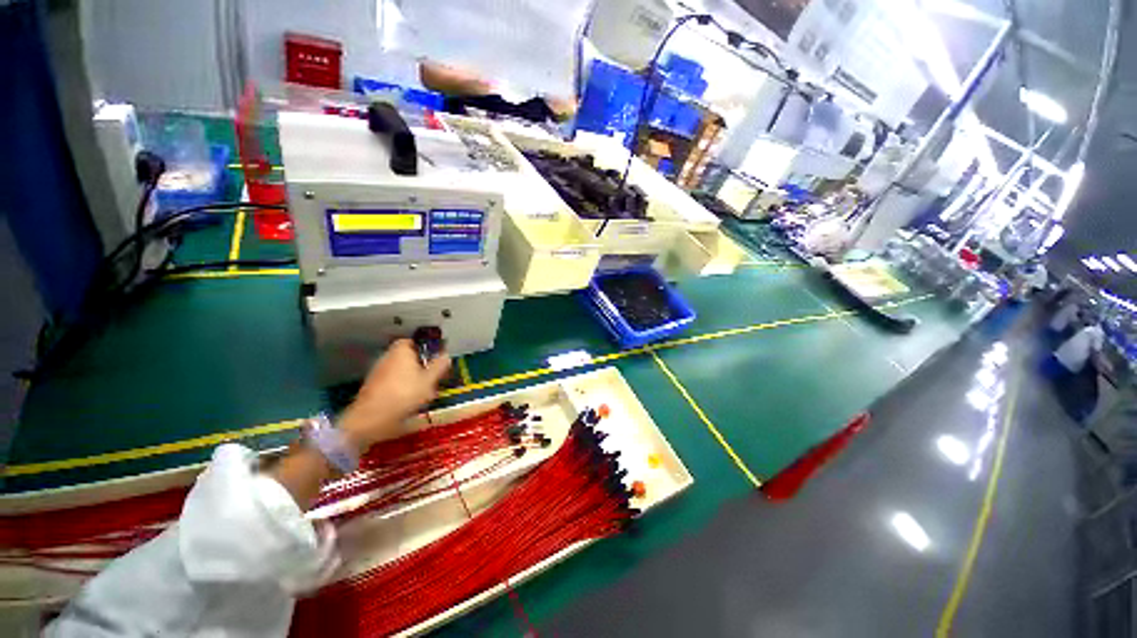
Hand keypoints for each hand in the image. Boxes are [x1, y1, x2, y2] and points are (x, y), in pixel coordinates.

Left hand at [339, 340, 451, 451]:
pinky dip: (401, 386)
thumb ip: (439, 366)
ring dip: (411, 377)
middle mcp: (387, 357)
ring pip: (400, 369)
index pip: (413, 341)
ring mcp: (378, 371)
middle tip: (432, 376)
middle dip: (419, 364)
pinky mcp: (372, 386)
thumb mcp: (429, 380)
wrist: (370, 419)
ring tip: (423, 390)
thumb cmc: (404, 394)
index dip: (424, 348)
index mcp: (401, 350)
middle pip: (407, 356)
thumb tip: (446, 355)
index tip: (435, 357)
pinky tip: (408, 400)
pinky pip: (392, 381)